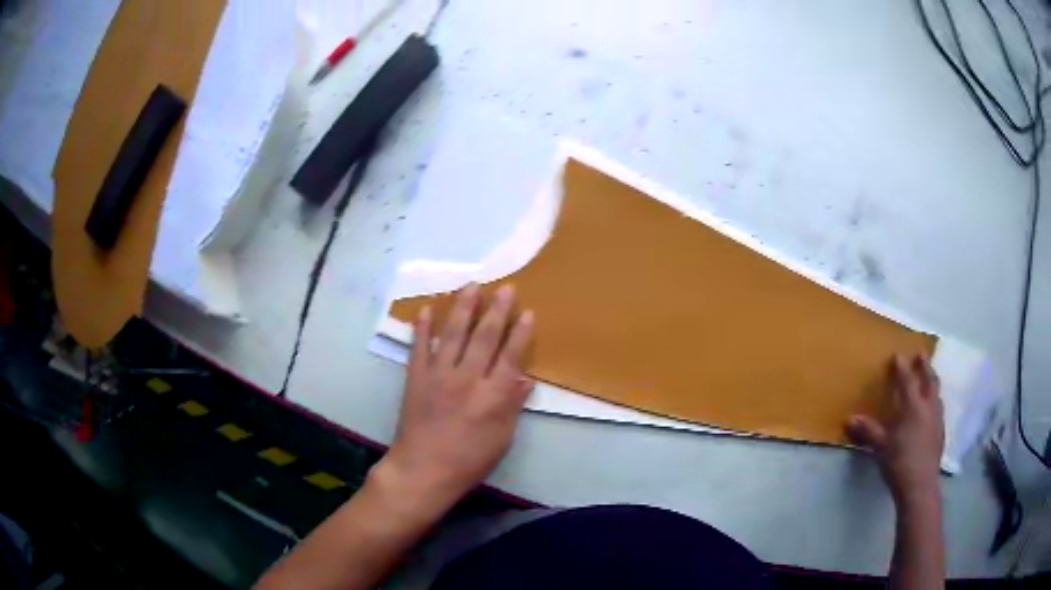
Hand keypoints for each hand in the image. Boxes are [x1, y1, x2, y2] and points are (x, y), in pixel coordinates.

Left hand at [373, 283, 534, 510]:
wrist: (423, 470)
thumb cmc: (468, 460)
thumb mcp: (501, 439)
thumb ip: (512, 406)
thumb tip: (526, 379)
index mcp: (492, 396)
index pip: (511, 356)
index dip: (520, 333)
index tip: (527, 311)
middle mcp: (467, 379)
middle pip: (484, 337)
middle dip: (497, 310)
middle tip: (505, 287)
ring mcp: (439, 375)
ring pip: (453, 334)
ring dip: (463, 308)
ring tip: (471, 285)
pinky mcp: (416, 378)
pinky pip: (420, 347)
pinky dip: (423, 327)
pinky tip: (427, 309)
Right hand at [847, 354, 943, 501]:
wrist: (920, 485)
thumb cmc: (899, 462)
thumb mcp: (880, 447)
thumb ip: (868, 431)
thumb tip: (850, 419)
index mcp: (913, 406)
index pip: (907, 380)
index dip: (902, 367)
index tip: (897, 355)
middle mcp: (928, 406)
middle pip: (929, 379)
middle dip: (925, 366)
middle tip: (920, 354)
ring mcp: (937, 418)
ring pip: (937, 393)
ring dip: (932, 382)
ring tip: (928, 379)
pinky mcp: (941, 432)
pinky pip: (939, 408)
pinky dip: (934, 401)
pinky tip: (931, 410)